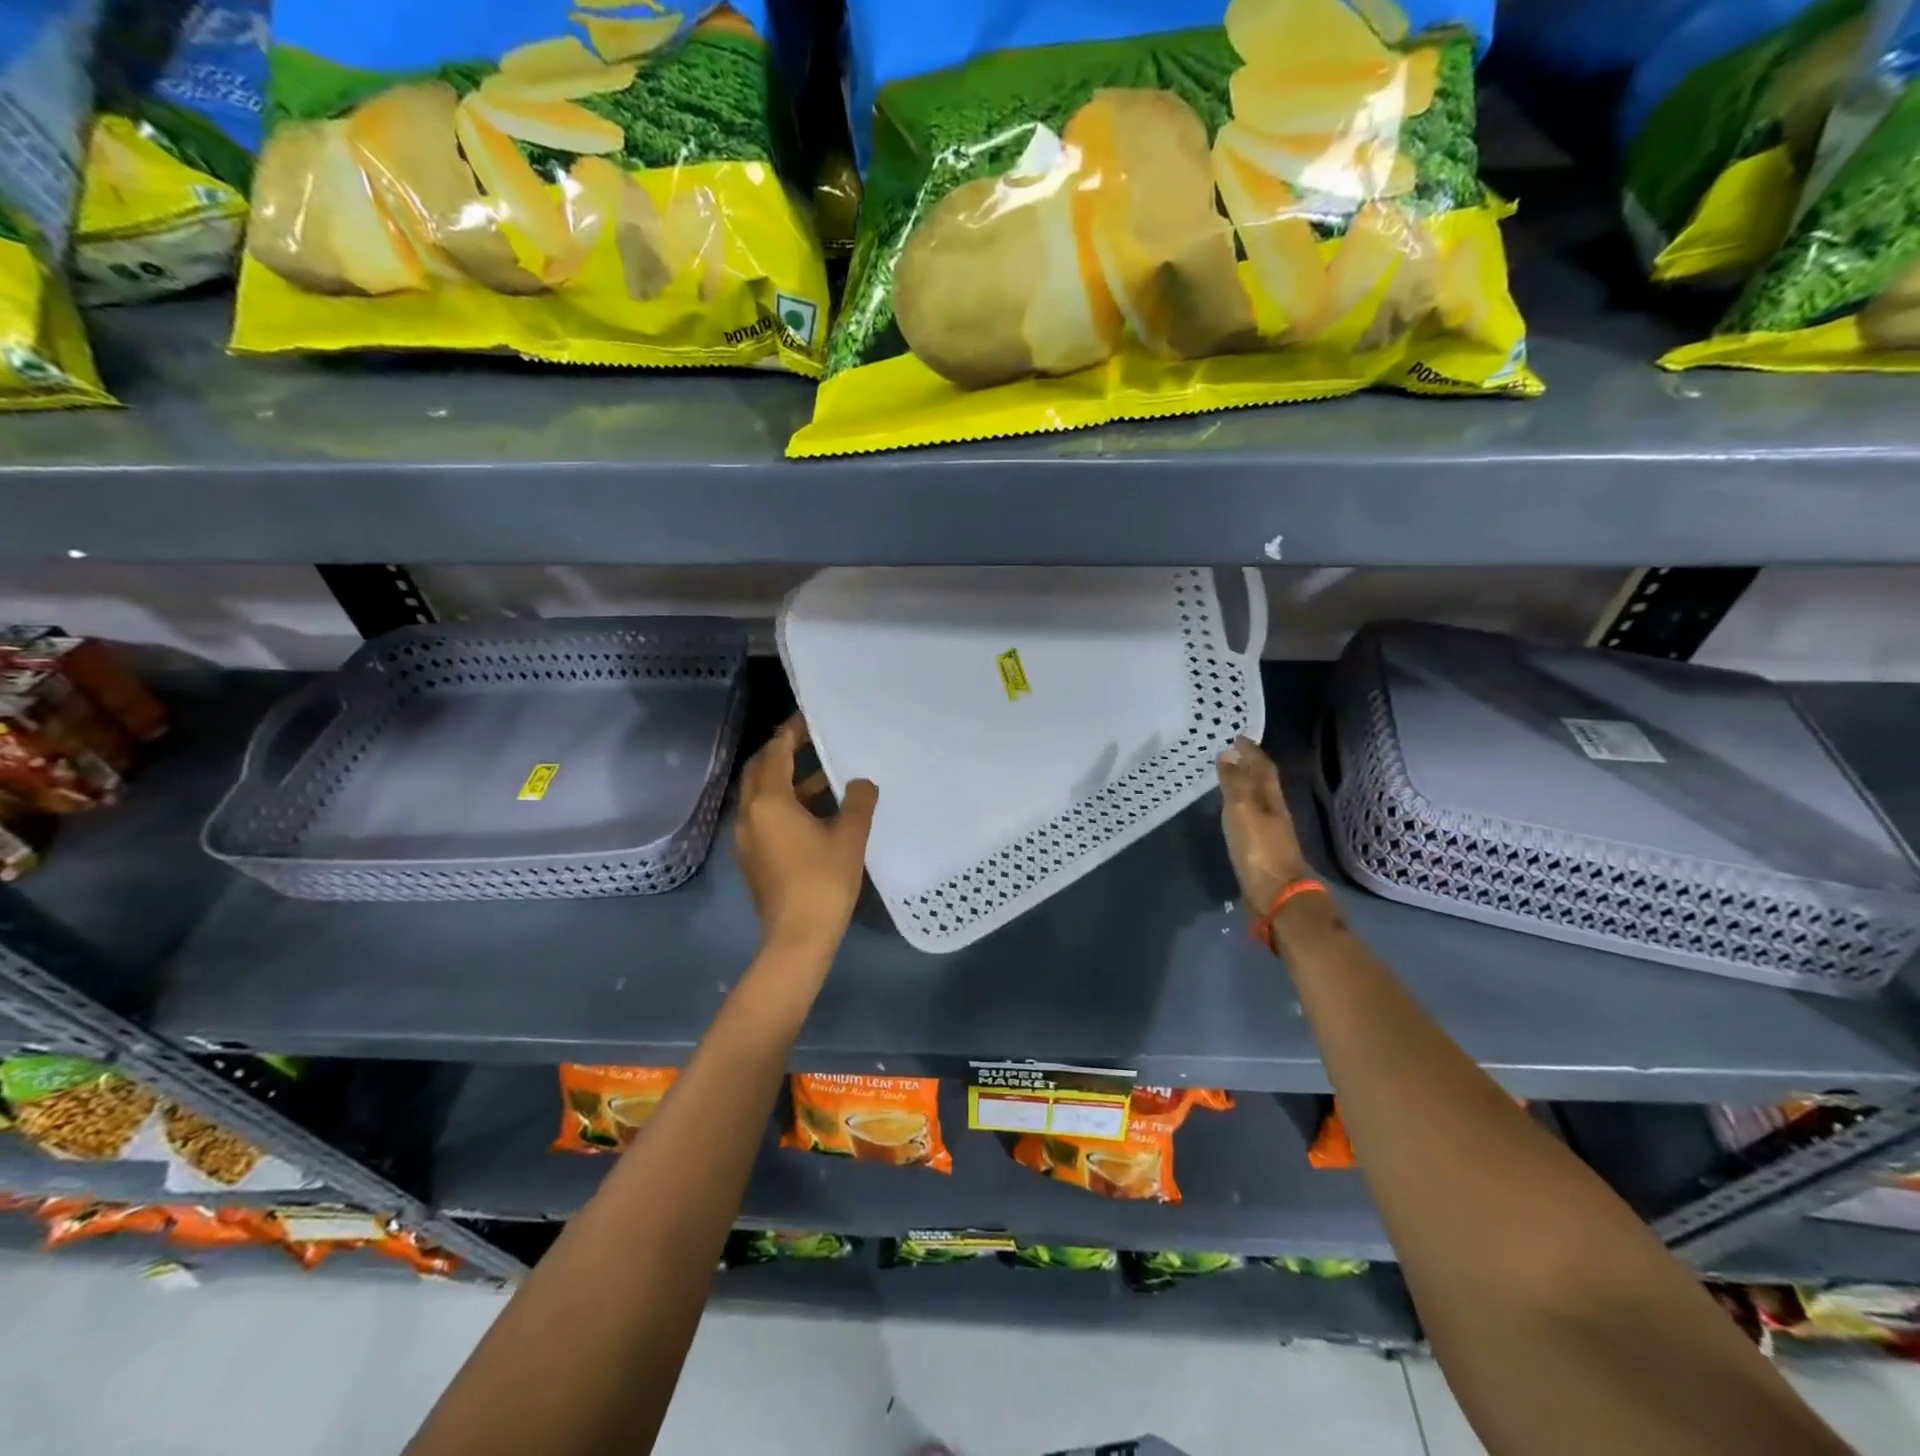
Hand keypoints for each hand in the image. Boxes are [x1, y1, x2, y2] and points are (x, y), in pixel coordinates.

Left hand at [734, 715, 878, 956]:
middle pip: (760, 770)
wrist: (797, 938)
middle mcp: (749, 813)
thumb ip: (858, 802)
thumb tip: (862, 782)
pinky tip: (815, 812)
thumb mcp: (849, 837)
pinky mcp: (752, 857)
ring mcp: (746, 837)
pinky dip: (784, 803)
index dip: (791, 731)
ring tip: (824, 776)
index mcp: (769, 802)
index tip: (809, 717)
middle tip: (811, 740)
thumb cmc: (823, 882)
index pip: (775, 752)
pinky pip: (764, 816)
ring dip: (786, 779)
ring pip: (761, 794)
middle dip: (782, 751)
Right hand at [1217, 735, 1310, 913]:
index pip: (1263, 767)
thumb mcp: (1241, 811)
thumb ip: (1234, 784)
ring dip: (1246, 787)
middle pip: (1264, 783)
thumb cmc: (1258, 849)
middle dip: (1250, 766)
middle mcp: (1274, 812)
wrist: (1277, 895)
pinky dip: (1243, 808)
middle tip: (1233, 754)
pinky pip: (1252, 819)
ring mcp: (1271, 832)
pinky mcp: (1263, 850)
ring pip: (1259, 801)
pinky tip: (1234, 814)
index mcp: (1271, 799)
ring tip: (1230, 779)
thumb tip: (1229, 754)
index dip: (1252, 751)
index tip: (1238, 737)